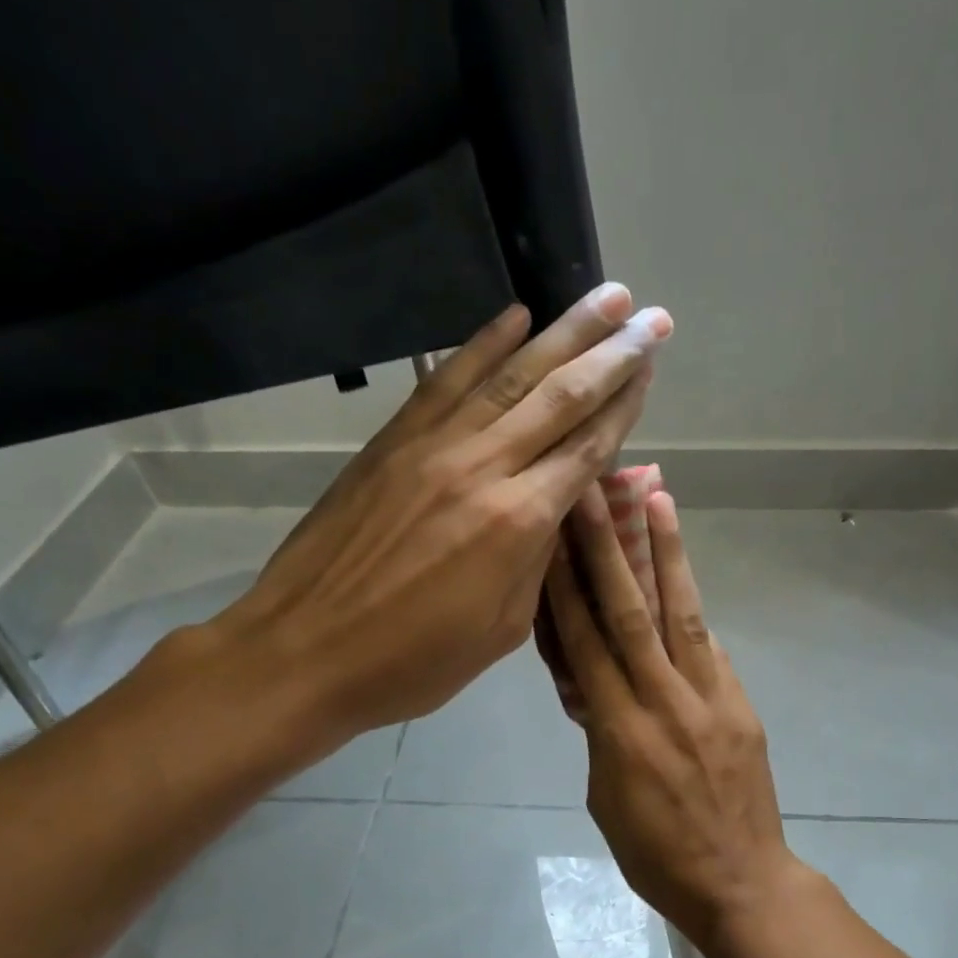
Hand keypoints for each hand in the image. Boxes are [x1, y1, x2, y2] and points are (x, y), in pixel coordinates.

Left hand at [207, 286, 670, 762]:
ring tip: (604, 296)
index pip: (587, 449)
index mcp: (519, 523)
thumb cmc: (414, 661)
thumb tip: (556, 509)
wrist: (306, 651)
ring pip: (509, 375)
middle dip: (612, 353)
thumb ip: (537, 562)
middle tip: (651, 316)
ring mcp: (432, 446)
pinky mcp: (392, 442)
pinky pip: (445, 380)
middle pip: (560, 397)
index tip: (651, 367)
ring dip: (561, 332)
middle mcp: (483, 468)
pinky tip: (513, 316)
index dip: (625, 406)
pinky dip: (482, 344)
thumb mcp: (501, 629)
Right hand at [546, 484, 806, 957]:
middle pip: (630, 614)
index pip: (585, 644)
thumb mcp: (605, 798)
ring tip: (656, 499)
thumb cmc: (656, 856)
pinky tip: (682, 571)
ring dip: (666, 554)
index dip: (564, 588)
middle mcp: (664, 702)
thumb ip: (599, 734)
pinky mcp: (740, 705)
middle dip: (606, 549)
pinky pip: (711, 647)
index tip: (550, 538)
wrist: (741, 883)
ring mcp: (710, 699)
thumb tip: (593, 686)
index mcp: (619, 732)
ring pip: (682, 614)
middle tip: (592, 492)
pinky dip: (692, 605)